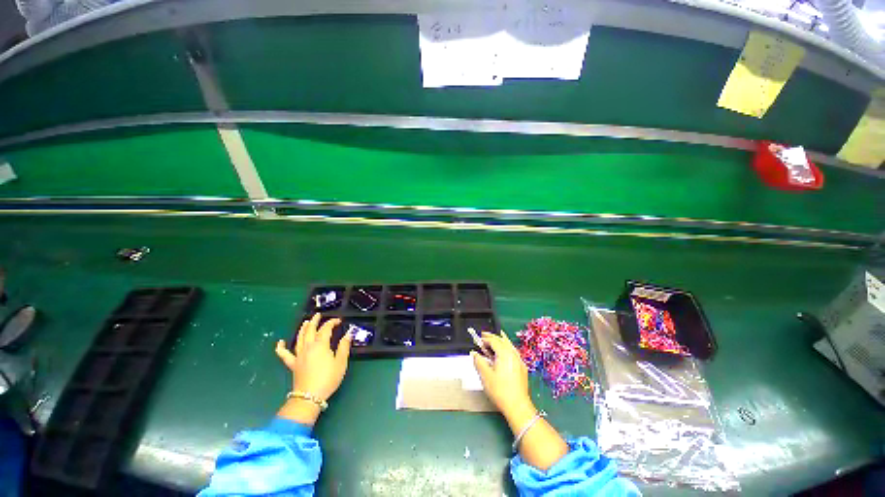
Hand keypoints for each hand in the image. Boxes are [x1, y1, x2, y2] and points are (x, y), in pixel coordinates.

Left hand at [275, 313, 352, 423]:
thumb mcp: (341, 362)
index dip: (332, 322)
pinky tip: (280, 343)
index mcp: (321, 345)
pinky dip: (281, 348)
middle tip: (319, 315)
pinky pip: (284, 354)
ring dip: (303, 329)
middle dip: (315, 321)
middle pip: (310, 330)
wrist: (310, 396)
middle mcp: (308, 347)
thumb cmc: (328, 378)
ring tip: (306, 322)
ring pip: (299, 338)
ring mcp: (299, 355)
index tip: (339, 320)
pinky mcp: (293, 364)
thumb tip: (348, 334)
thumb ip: (344, 347)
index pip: (326, 329)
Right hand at [472, 330, 568, 470]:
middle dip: (494, 338)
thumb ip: (480, 362)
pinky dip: (507, 349)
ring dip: (501, 343)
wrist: (519, 408)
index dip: (487, 337)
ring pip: (510, 346)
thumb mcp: (487, 376)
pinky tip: (504, 353)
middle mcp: (515, 355)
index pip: (495, 340)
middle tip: (484, 338)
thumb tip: (474, 352)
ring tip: (493, 341)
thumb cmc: (501, 392)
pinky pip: (513, 352)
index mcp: (506, 354)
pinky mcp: (522, 368)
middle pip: (503, 341)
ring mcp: (520, 361)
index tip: (479, 336)